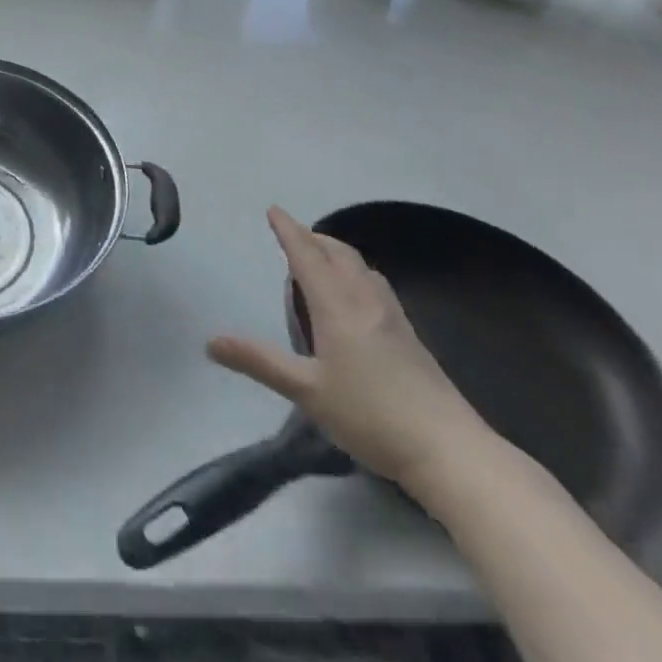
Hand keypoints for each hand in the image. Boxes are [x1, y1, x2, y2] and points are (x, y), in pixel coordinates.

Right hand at [208, 206, 492, 495]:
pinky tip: (357, 299)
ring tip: (321, 260)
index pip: (306, 255)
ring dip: (337, 254)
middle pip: (338, 253)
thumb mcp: (307, 391)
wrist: (451, 452)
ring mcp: (393, 318)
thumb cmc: (372, 416)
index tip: (273, 210)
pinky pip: (376, 286)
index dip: (288, 231)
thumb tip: (210, 342)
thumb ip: (259, 362)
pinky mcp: (411, 338)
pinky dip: (356, 274)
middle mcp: (365, 301)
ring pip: (362, 268)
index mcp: (337, 306)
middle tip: (293, 235)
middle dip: (313, 238)